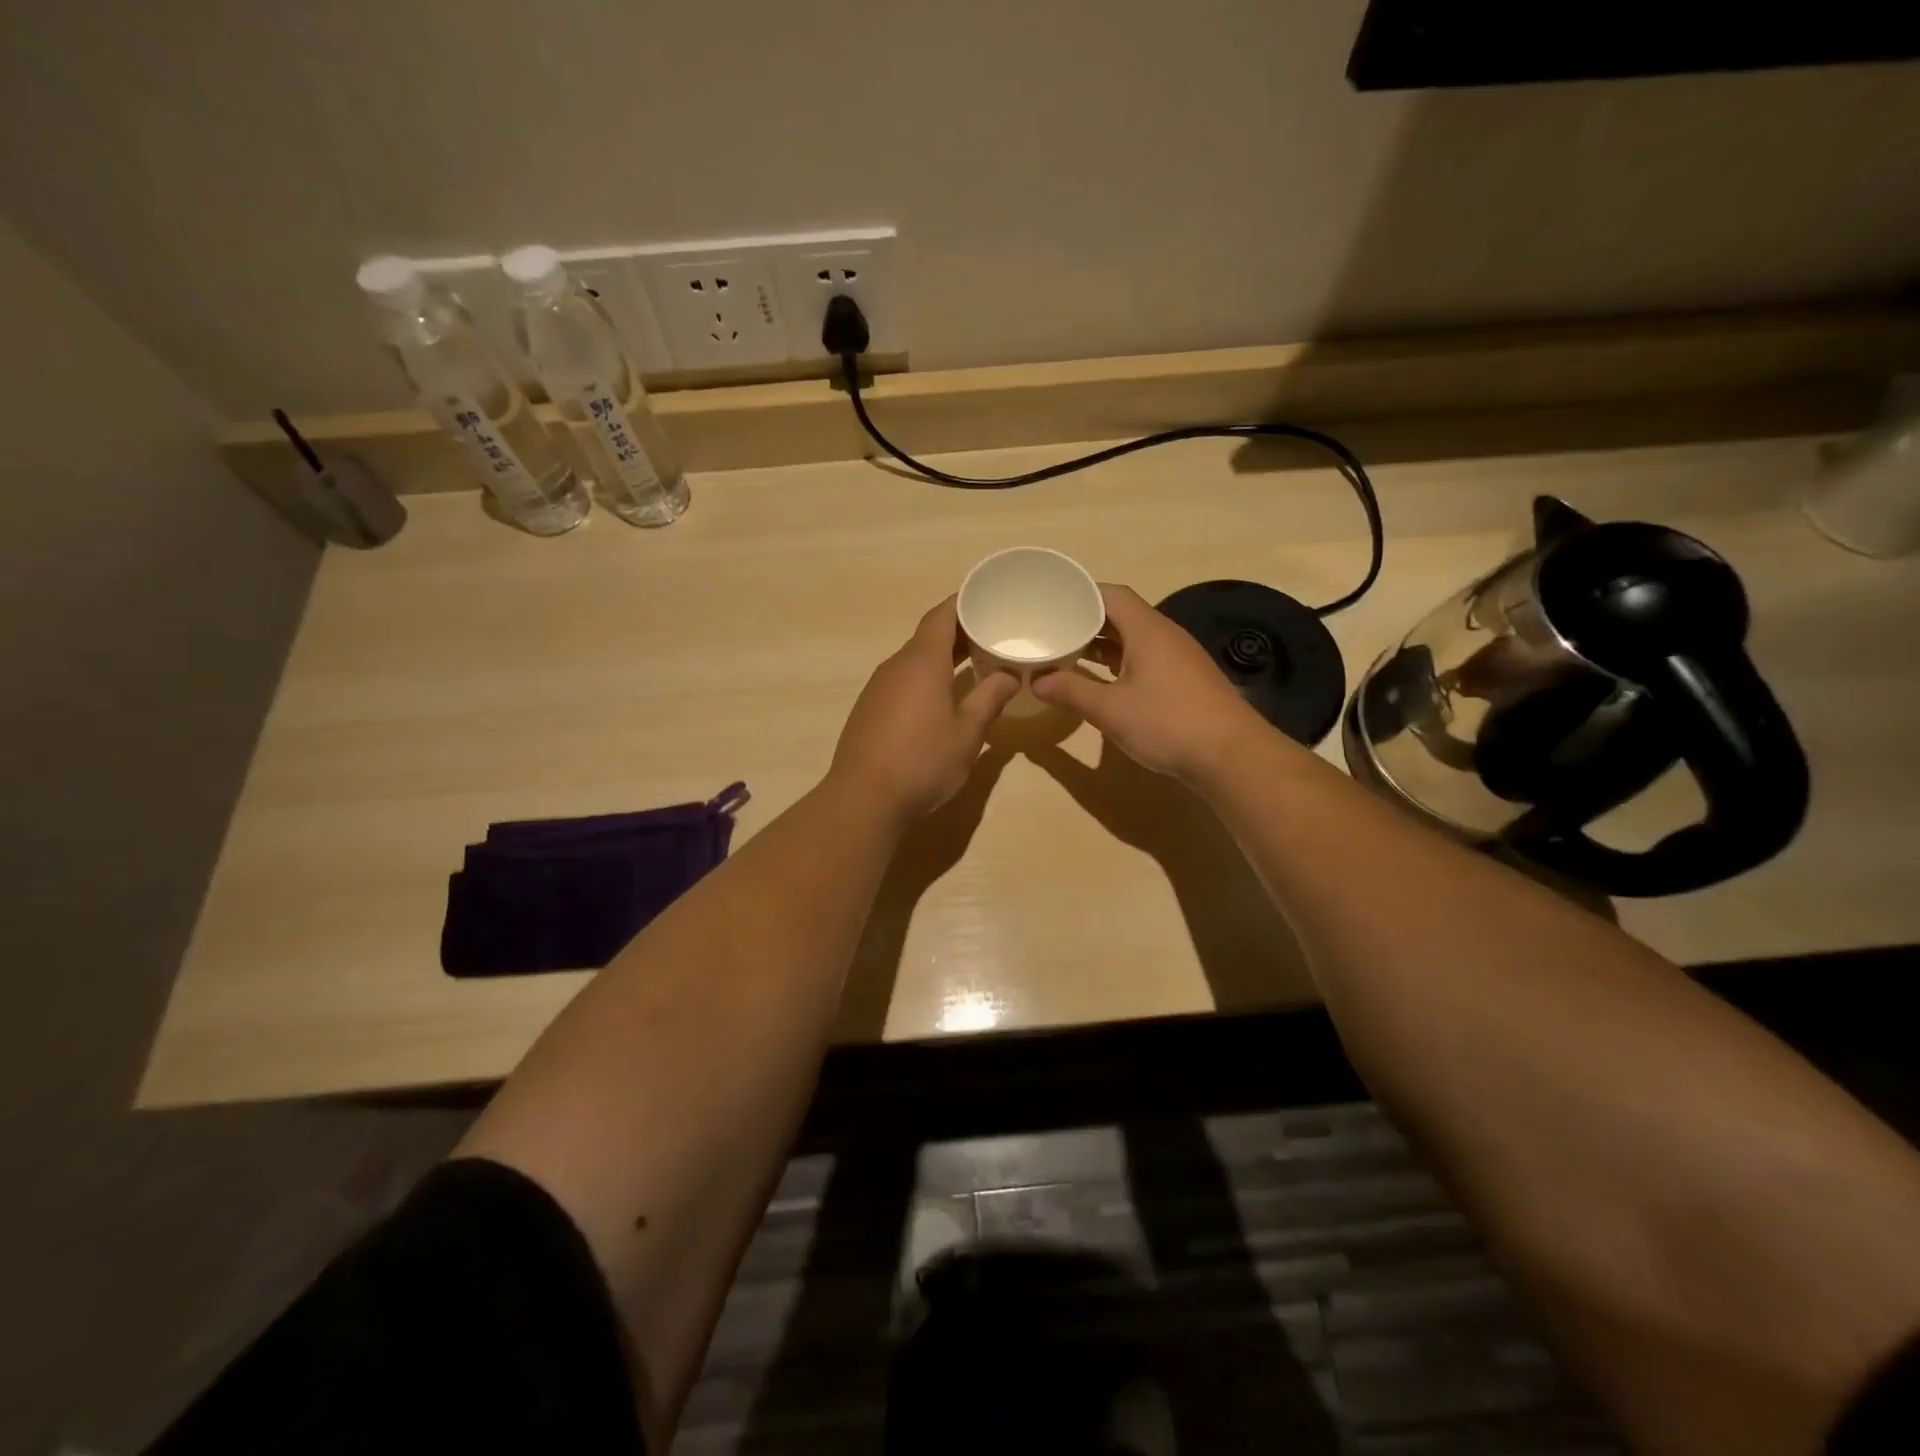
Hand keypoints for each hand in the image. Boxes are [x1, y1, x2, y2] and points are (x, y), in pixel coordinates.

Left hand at [829, 597, 1019, 822]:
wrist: (863, 798)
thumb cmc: (922, 761)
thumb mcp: (967, 733)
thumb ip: (989, 698)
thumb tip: (1009, 675)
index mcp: (922, 662)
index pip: (942, 615)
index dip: (964, 602)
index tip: (988, 599)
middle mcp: (896, 666)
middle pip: (928, 635)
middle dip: (960, 631)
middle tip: (993, 634)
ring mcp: (878, 687)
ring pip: (914, 659)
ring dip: (943, 656)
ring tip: (974, 664)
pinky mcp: (870, 708)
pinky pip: (903, 680)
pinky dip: (926, 677)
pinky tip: (942, 697)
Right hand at [1033, 583, 1267, 780]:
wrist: (1231, 755)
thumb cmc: (1167, 723)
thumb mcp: (1110, 709)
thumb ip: (1071, 691)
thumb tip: (1036, 680)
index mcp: (1147, 630)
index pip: (1111, 594)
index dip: (1080, 593)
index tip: (1051, 602)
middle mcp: (1165, 635)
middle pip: (1122, 615)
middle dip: (1086, 620)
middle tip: (1052, 630)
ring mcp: (1179, 658)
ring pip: (1134, 639)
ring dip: (1103, 644)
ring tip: (1069, 653)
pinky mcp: (1185, 680)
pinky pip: (1146, 658)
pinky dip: (1120, 662)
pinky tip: (1103, 681)